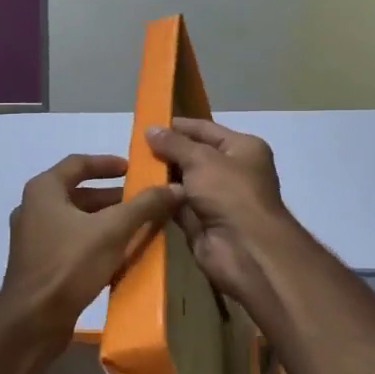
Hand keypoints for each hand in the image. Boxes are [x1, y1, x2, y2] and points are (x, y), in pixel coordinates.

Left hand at [0, 154, 181, 343]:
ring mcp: (32, 238)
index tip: (133, 169)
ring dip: (104, 221)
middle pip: (77, 193)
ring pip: (75, 220)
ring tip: (137, 227)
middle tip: (142, 202)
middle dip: (111, 197)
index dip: (107, 163)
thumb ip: (144, 206)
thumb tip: (176, 187)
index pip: (78, 163)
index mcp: (43, 190)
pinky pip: (70, 243)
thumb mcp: (112, 230)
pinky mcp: (38, 264)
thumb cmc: (69, 264)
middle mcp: (33, 208)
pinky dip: (93, 242)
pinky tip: (118, 255)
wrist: (33, 320)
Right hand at [145, 119, 293, 315]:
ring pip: (184, 182)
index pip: (206, 129)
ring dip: (161, 177)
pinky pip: (177, 205)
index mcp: (242, 148)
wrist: (244, 249)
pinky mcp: (202, 222)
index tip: (148, 124)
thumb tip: (151, 129)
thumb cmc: (229, 193)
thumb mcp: (201, 159)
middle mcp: (232, 171)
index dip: (178, 126)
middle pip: (194, 155)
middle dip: (166, 152)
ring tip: (130, 167)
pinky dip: (161, 200)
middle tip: (133, 147)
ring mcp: (217, 198)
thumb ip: (174, 144)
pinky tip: (138, 192)